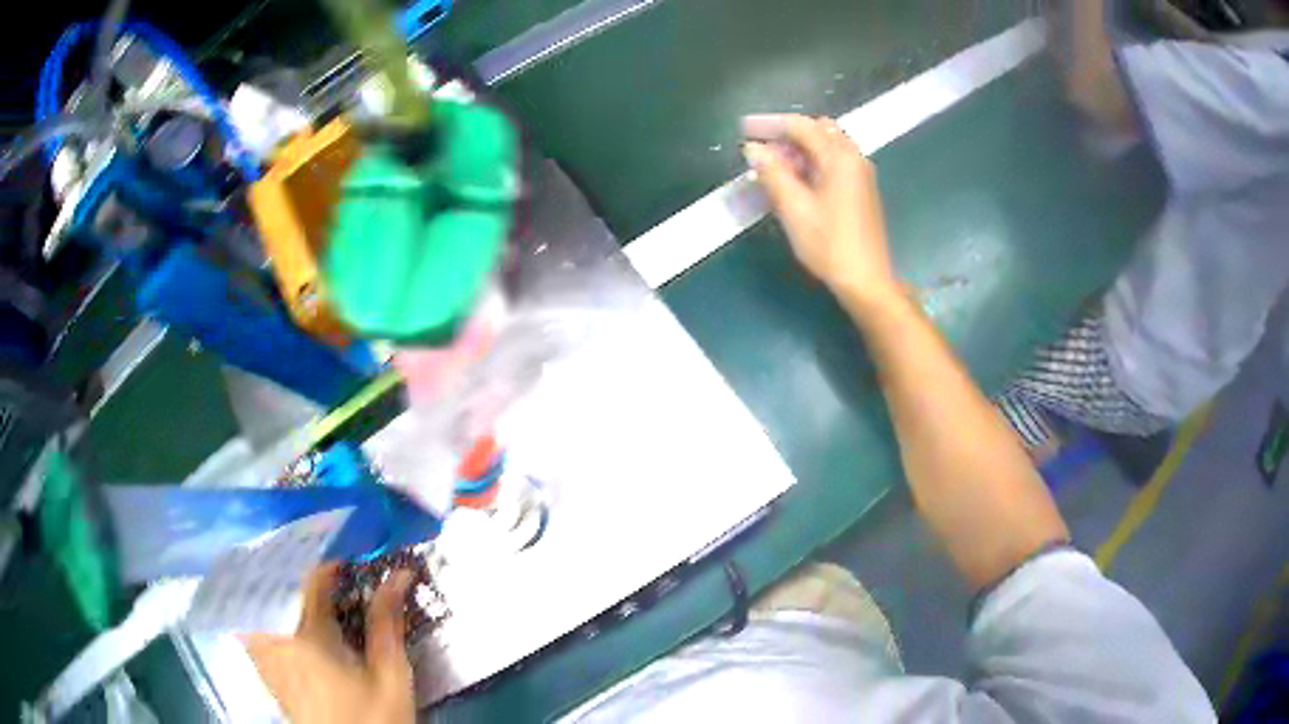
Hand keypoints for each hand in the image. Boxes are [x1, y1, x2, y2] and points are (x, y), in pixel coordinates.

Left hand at [244, 564, 414, 723]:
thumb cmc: (374, 718)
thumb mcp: (391, 674)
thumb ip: (388, 621)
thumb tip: (399, 574)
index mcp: (306, 634)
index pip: (311, 577)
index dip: (332, 561)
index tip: (353, 557)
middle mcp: (275, 635)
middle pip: (276, 580)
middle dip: (299, 565)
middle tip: (326, 562)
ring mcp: (263, 650)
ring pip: (261, 597)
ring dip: (280, 582)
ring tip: (304, 580)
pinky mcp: (263, 665)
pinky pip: (255, 620)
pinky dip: (269, 606)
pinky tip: (288, 611)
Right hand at [742, 114, 899, 306]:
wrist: (867, 280)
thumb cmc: (829, 245)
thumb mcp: (794, 209)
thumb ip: (772, 173)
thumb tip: (753, 149)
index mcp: (839, 157)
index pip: (801, 126)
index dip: (770, 124)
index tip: (744, 129)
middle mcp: (854, 157)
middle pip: (818, 130)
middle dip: (787, 134)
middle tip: (761, 150)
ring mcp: (861, 173)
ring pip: (827, 145)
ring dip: (800, 149)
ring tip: (774, 167)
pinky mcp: (862, 189)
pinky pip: (835, 161)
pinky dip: (813, 162)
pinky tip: (797, 181)